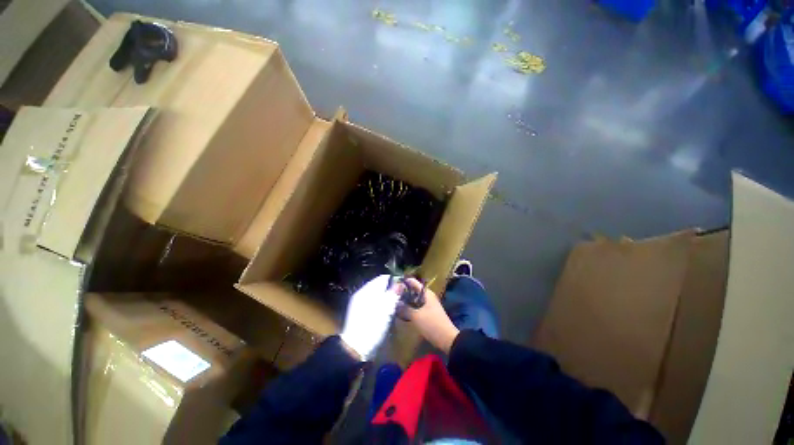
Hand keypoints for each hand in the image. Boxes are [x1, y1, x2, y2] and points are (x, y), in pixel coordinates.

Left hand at [340, 275, 399, 359]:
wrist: (355, 348)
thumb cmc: (372, 326)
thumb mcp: (386, 309)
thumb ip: (393, 294)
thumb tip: (400, 284)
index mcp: (367, 290)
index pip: (383, 278)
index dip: (394, 280)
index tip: (404, 286)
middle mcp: (362, 293)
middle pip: (380, 286)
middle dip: (391, 289)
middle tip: (402, 296)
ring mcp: (359, 303)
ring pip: (377, 295)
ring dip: (386, 297)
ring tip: (396, 304)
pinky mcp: (359, 312)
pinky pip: (373, 302)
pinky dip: (380, 304)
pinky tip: (386, 312)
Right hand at [399, 278, 459, 353]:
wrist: (447, 339)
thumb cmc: (432, 324)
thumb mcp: (416, 316)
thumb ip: (405, 308)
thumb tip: (396, 303)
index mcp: (426, 293)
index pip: (413, 283)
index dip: (403, 283)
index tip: (393, 288)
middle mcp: (428, 296)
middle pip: (413, 291)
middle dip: (403, 293)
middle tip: (392, 297)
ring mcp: (428, 305)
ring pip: (414, 299)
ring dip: (406, 301)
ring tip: (395, 304)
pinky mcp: (428, 313)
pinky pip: (417, 307)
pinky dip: (410, 308)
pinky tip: (403, 313)